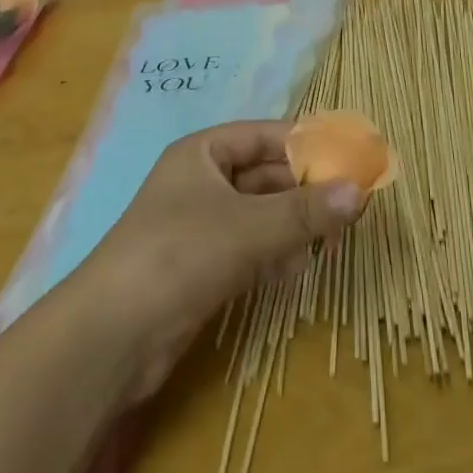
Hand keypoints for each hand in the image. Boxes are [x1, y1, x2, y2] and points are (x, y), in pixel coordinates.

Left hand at [75, 122, 364, 397]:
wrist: (112, 336)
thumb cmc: (180, 254)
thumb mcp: (249, 227)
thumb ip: (305, 211)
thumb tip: (360, 191)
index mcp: (203, 152)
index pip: (264, 135)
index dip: (305, 144)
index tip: (348, 157)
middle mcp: (200, 181)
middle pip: (264, 175)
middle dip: (304, 190)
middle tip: (350, 205)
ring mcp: (198, 225)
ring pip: (259, 213)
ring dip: (292, 224)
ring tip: (330, 240)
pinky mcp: (199, 267)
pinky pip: (248, 247)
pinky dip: (273, 253)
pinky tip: (296, 269)